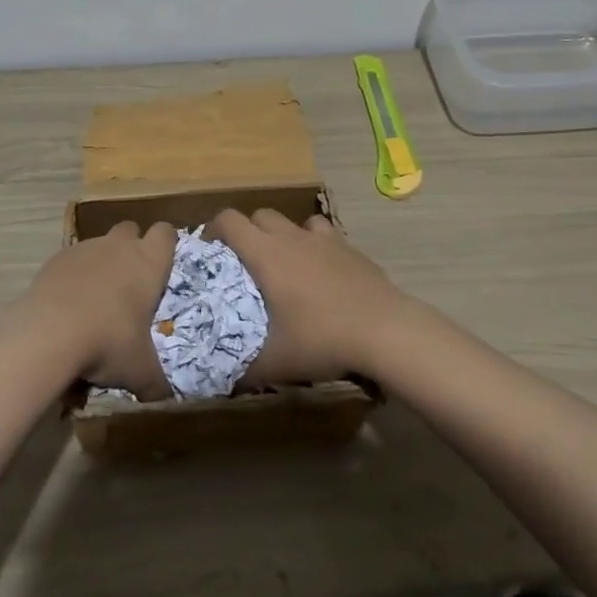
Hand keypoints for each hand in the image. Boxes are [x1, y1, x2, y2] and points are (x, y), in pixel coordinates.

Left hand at [22, 220, 177, 399]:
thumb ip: (154, 382)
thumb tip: (162, 397)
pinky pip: (71, 260)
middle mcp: (119, 246)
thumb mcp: (139, 370)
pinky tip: (68, 305)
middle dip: (132, 247)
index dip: (166, 244)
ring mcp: (85, 249)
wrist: (49, 333)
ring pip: (99, 244)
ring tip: (95, 300)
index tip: (163, 264)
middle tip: (129, 281)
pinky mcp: (56, 259)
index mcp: (148, 262)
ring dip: (101, 263)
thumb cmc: (108, 342)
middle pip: (130, 229)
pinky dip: (73, 276)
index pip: (166, 232)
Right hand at [209, 209, 410, 386]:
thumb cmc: (322, 339)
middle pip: (260, 215)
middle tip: (246, 263)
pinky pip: (324, 234)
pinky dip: (316, 245)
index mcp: (266, 254)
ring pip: (294, 221)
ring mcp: (324, 239)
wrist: (385, 330)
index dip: (214, 229)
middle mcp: (292, 237)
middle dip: (248, 231)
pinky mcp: (350, 248)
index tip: (211, 251)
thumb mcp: (276, 362)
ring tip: (286, 264)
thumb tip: (222, 381)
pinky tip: (322, 271)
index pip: (229, 220)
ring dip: (284, 234)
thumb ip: (245, 370)